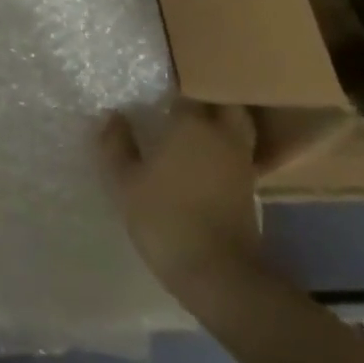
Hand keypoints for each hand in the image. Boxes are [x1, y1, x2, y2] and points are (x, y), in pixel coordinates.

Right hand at [98, 100, 265, 302]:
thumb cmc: (165, 218)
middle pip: (223, 102)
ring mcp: (241, 162)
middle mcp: (222, 134)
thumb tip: (113, 116)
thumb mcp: (125, 182)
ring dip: (219, 123)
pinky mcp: (249, 189)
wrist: (218, 274)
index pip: (187, 89)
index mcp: (192, 123)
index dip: (173, 88)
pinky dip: (224, 150)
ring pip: (236, 127)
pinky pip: (237, 154)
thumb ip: (116, 144)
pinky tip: (204, 161)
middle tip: (180, 104)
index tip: (157, 92)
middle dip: (206, 98)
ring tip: (191, 130)